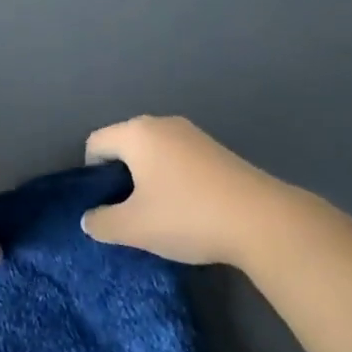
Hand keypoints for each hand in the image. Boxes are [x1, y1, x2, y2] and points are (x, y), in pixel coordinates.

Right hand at [82, 116, 271, 265]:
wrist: (261, 220)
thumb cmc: (187, 216)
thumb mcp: (135, 228)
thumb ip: (102, 222)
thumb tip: (89, 219)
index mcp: (136, 133)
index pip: (96, 143)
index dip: (91, 174)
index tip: (104, 205)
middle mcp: (161, 123)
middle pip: (125, 143)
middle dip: (120, 176)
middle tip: (128, 212)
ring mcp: (192, 134)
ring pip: (153, 151)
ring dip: (148, 178)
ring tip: (159, 213)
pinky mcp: (216, 149)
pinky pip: (178, 157)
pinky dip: (172, 177)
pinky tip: (187, 207)